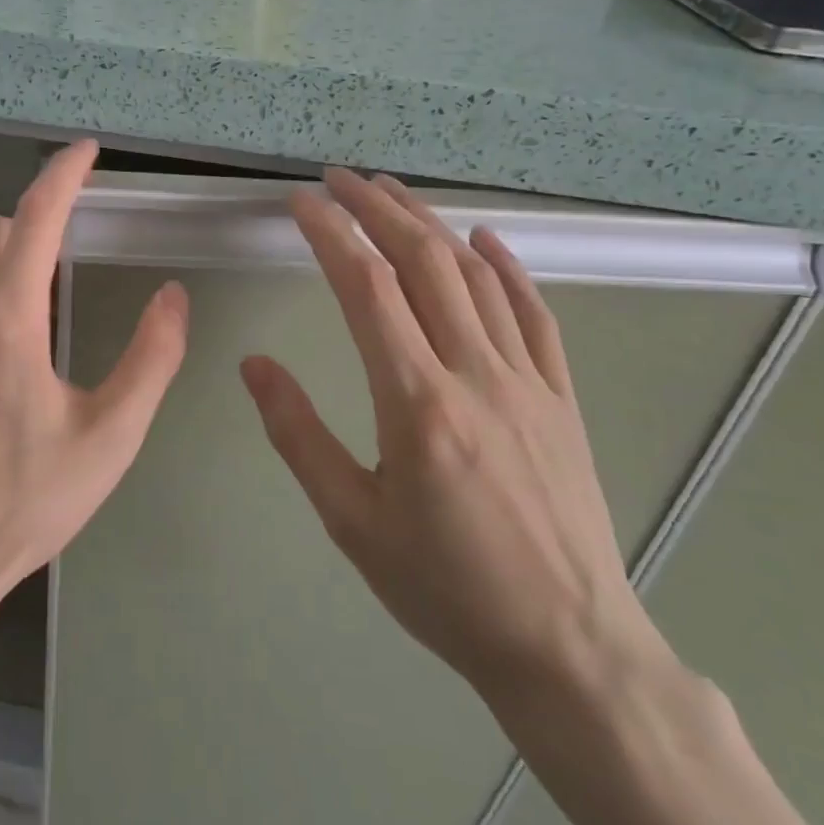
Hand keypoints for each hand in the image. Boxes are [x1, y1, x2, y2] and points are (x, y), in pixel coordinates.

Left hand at [0, 140, 189, 613]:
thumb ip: (151, 360)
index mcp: (8, 319)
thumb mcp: (110, 436)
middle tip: (73, 250)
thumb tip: (173, 297)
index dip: (63, 174)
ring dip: (5, 260)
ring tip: (41, 307)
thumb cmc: (25, 500)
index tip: (87, 150)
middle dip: (35, 222)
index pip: (36, 218)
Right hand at [240, 168, 666, 705]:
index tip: (302, 203)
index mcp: (417, 402)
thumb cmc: (445, 588)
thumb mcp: (352, 521)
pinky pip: (534, 313)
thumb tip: (254, 366)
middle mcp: (475, 373)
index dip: (331, 234)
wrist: (568, 646)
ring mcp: (527, 380)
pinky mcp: (561, 396)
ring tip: (392, 191)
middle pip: (423, 262)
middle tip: (341, 178)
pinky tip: (485, 239)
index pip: (367, 289)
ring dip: (431, 224)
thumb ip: (298, 434)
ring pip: (476, 276)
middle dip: (377, 209)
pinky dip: (507, 267)